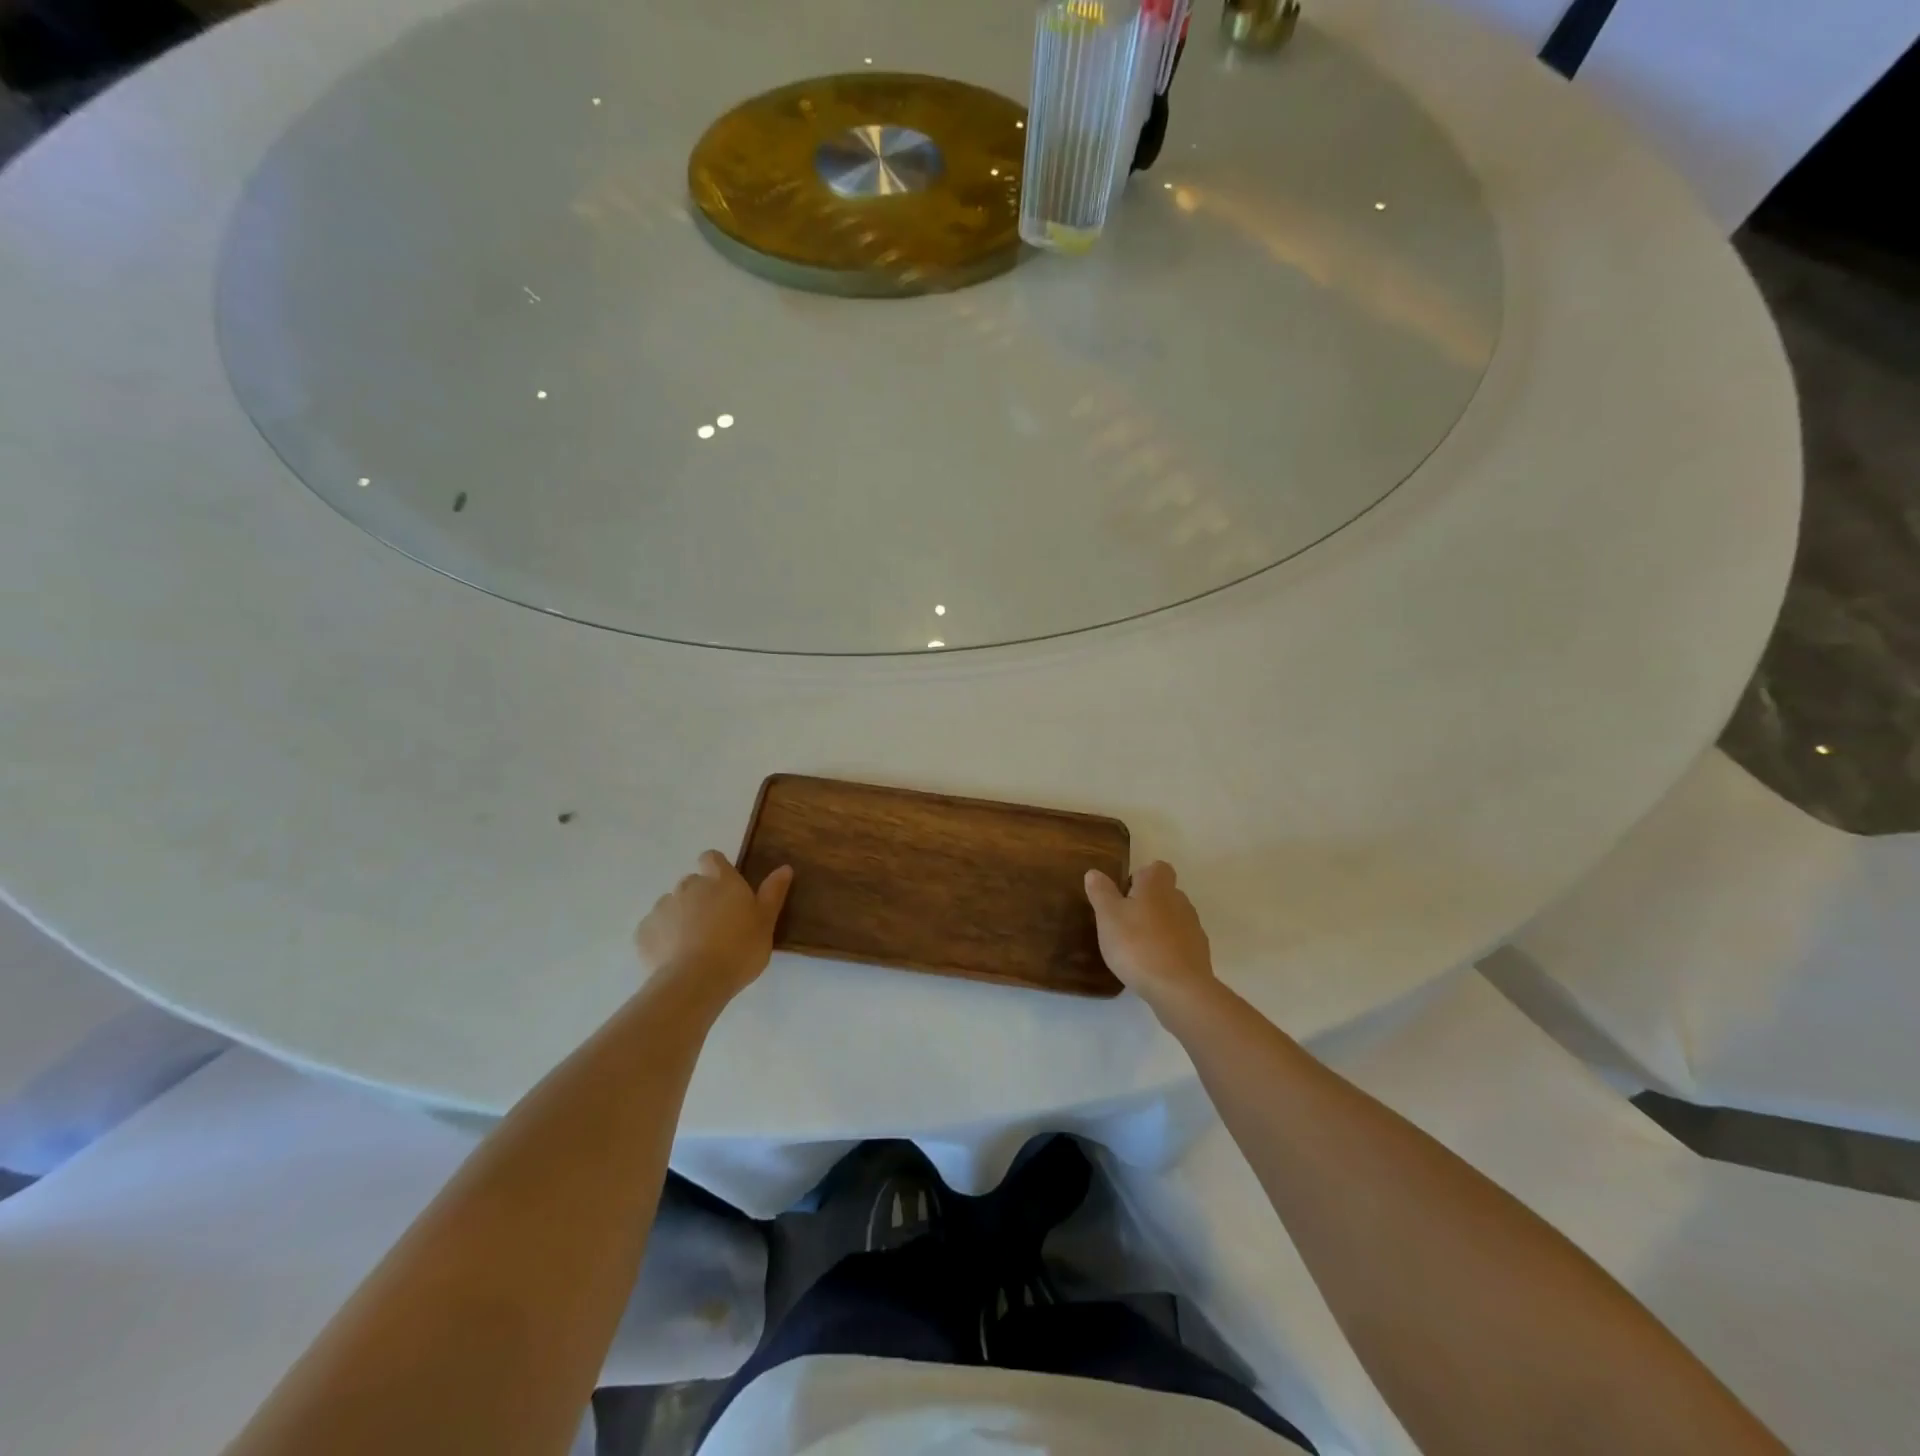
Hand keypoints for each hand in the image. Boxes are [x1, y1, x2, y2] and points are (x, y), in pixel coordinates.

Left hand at [635, 851, 792, 1005]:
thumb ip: (773, 893)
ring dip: (680, 917)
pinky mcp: (643, 932)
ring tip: (692, 945)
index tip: (725, 889)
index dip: (716, 869)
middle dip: (700, 897)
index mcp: (721, 880)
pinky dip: (662, 937)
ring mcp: (663, 907)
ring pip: (672, 905)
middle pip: (692, 883)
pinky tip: (674, 958)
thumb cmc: (739, 949)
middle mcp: (689, 886)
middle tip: (715, 924)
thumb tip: (784, 867)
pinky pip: (654, 928)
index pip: (712, 858)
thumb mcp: (766, 923)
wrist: (694, 982)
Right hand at [1084, 860, 1215, 1016]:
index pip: (1156, 868)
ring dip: (1157, 927)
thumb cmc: (1137, 945)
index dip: (1140, 877)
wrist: (1179, 989)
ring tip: (1136, 948)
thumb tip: (1095, 872)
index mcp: (1157, 886)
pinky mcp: (1199, 953)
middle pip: (1164, 893)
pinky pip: (1180, 942)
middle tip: (1124, 923)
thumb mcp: (1108, 917)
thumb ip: (1101, 892)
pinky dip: (1167, 948)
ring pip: (1173, 918)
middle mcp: (1179, 900)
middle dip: (1146, 903)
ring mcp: (1193, 927)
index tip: (1124, 896)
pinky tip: (1152, 966)